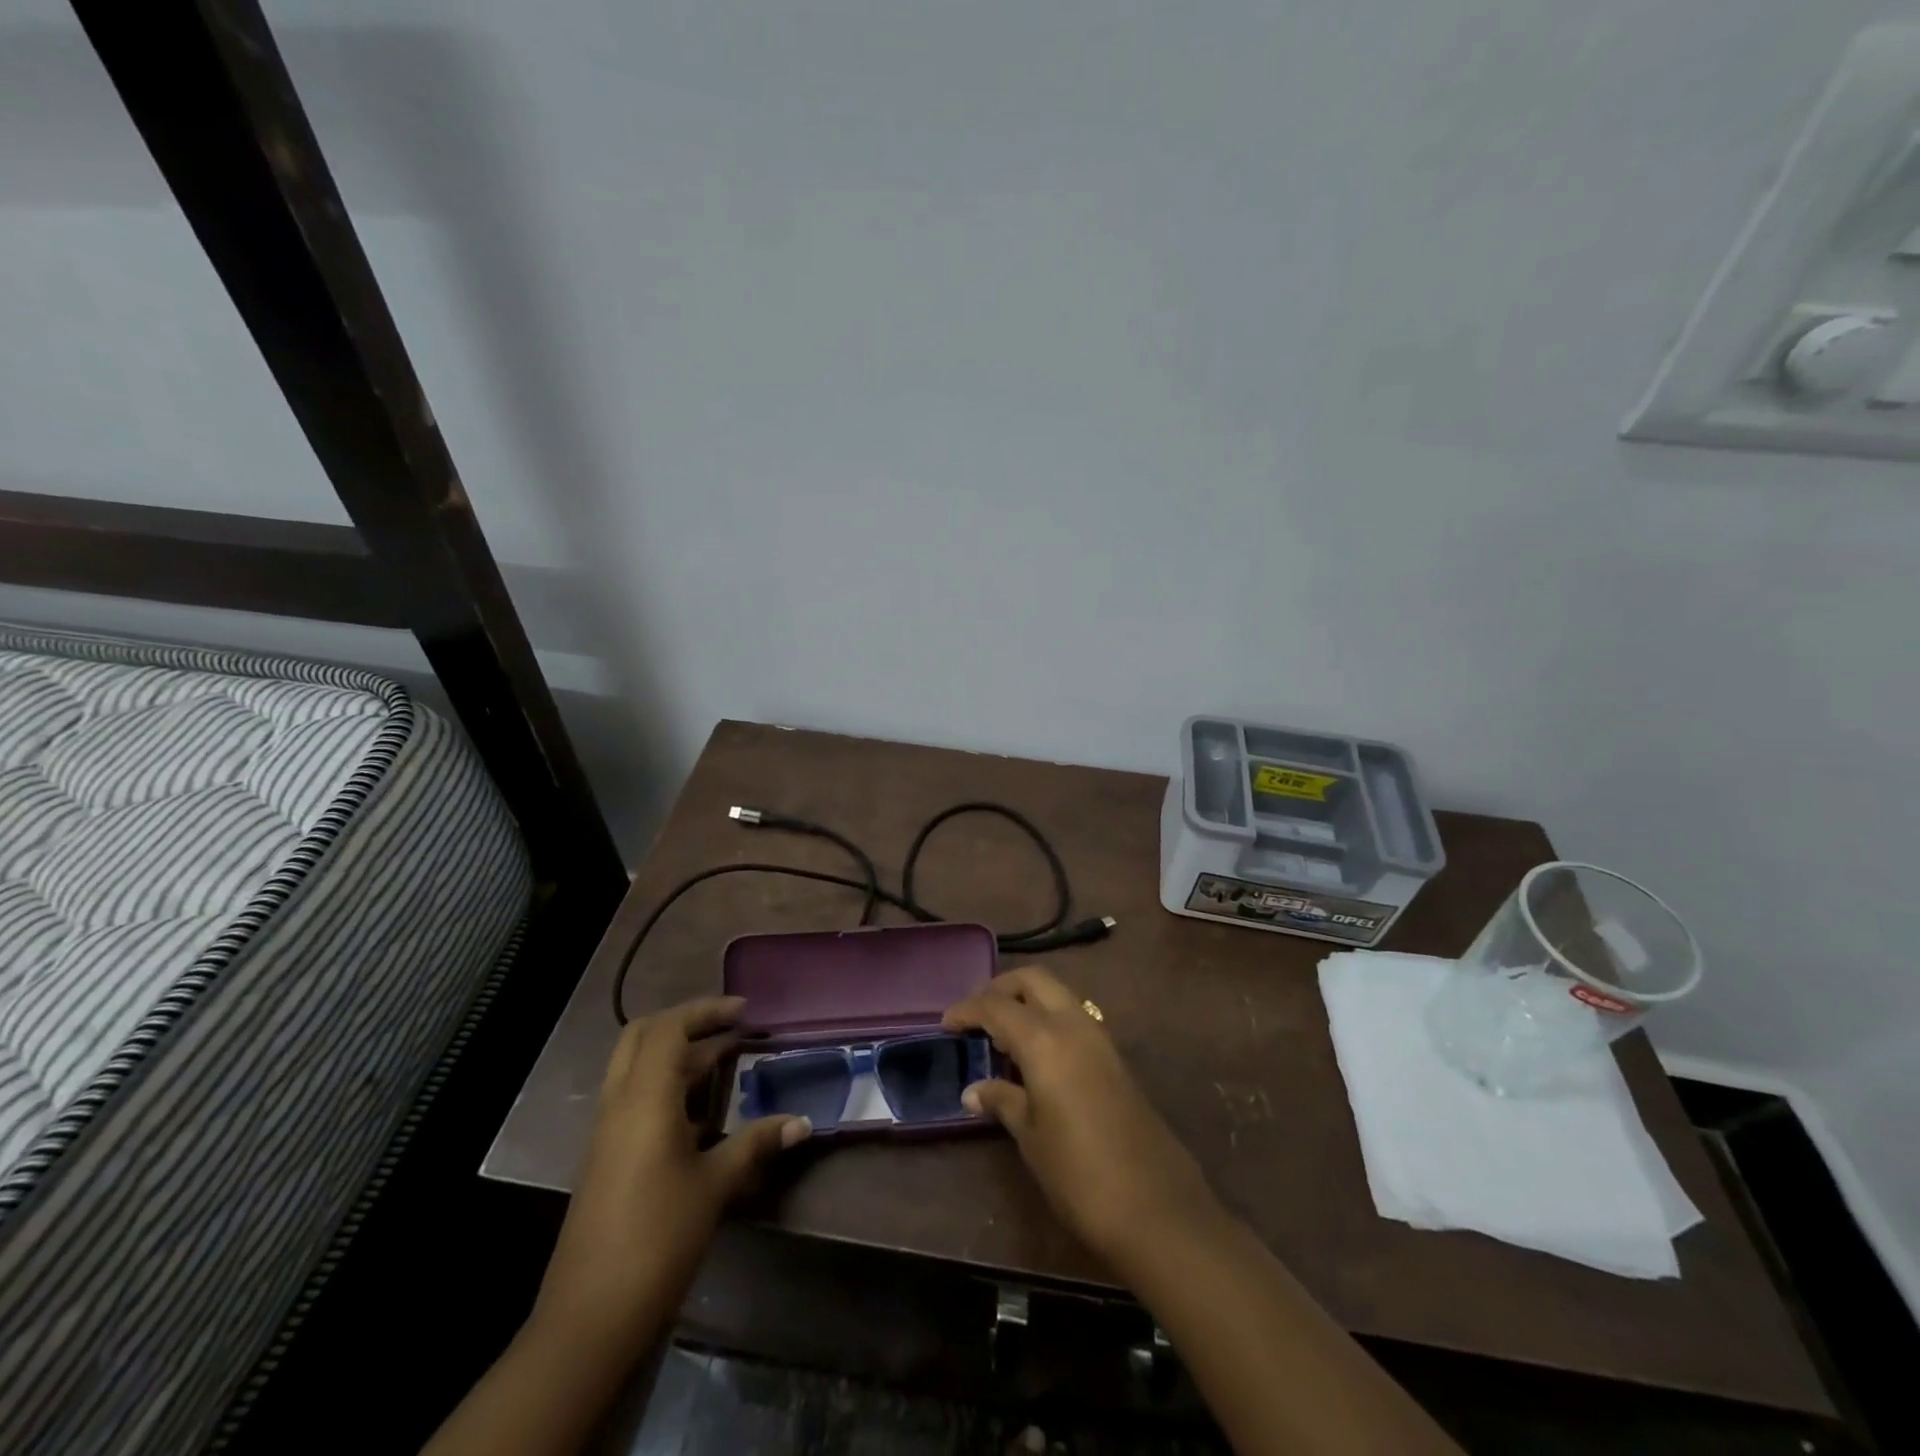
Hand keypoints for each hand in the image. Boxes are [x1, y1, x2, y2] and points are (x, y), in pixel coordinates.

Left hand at [530, 996, 808, 1353]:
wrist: (589, 1316)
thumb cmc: (657, 1238)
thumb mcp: (714, 1186)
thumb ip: (756, 1143)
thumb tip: (802, 1122)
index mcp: (644, 1099)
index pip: (668, 1028)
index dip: (705, 1010)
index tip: (744, 1011)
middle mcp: (619, 1104)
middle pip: (642, 1036)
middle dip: (686, 1023)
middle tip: (729, 1027)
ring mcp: (607, 1131)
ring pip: (636, 1067)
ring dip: (677, 1055)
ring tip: (726, 1060)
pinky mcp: (606, 1156)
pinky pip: (634, 1098)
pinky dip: (666, 1086)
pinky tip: (702, 1113)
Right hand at [943, 966, 1219, 1269]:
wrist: (1157, 1208)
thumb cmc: (1080, 1174)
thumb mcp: (1031, 1137)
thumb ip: (1002, 1101)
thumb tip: (973, 1090)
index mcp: (1045, 1039)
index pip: (997, 1006)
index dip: (968, 1010)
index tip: (946, 1023)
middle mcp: (1074, 1025)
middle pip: (1033, 981)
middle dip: (1001, 988)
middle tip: (976, 1015)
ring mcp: (1100, 1038)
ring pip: (1058, 995)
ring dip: (1028, 1002)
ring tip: (1002, 1036)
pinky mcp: (1115, 1058)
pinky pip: (1074, 1018)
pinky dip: (1049, 1020)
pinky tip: (1035, 1056)